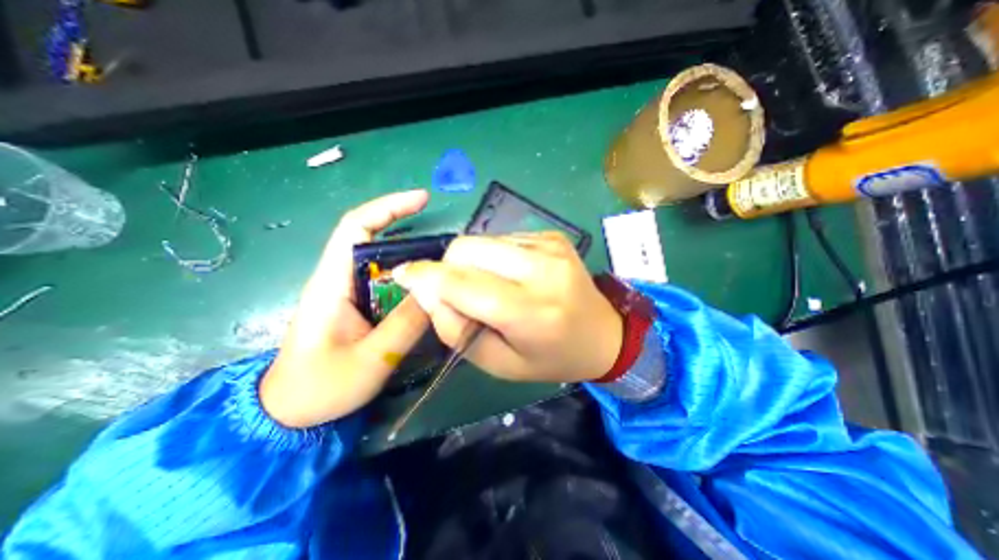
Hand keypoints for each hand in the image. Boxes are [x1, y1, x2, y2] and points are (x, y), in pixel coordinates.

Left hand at [256, 191, 428, 428]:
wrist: (289, 413)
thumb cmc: (320, 388)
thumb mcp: (370, 359)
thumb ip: (405, 324)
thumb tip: (437, 290)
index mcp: (331, 282)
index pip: (356, 226)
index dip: (389, 207)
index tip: (423, 199)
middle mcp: (339, 278)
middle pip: (374, 239)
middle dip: (410, 232)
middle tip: (447, 244)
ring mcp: (349, 292)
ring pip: (384, 263)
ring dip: (413, 259)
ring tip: (444, 266)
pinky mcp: (358, 306)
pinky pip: (387, 283)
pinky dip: (409, 280)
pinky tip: (428, 290)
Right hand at [392, 232, 620, 384]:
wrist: (604, 334)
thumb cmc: (551, 358)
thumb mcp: (499, 363)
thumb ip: (457, 330)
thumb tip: (427, 292)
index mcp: (531, 312)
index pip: (463, 283)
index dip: (425, 277)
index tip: (404, 276)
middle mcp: (542, 269)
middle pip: (467, 249)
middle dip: (447, 267)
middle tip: (455, 290)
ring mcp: (550, 246)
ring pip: (482, 239)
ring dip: (472, 262)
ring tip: (489, 286)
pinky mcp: (552, 235)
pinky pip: (502, 238)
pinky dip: (493, 256)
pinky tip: (510, 275)